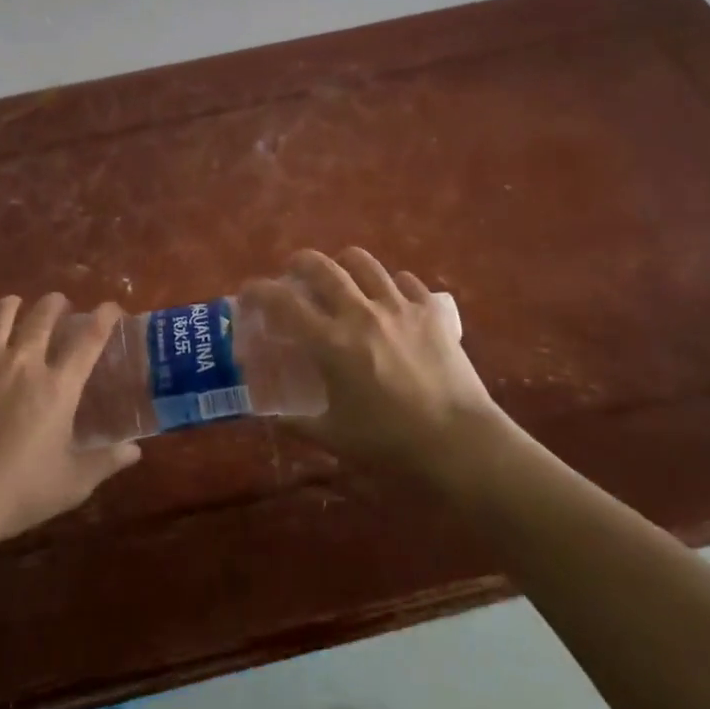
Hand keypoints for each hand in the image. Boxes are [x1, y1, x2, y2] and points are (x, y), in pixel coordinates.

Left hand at [0, 294, 140, 540]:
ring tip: (16, 307)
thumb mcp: (72, 483)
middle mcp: (24, 364)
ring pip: (0, 315)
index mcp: (58, 386)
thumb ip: (106, 462)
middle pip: (43, 315)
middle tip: (59, 305)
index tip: (111, 307)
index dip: (104, 317)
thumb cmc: (20, 492)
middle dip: (55, 303)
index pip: (89, 339)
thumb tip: (135, 451)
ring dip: (13, 306)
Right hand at [245, 248, 508, 483]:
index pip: (282, 301)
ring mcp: (399, 306)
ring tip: (342, 278)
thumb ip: (296, 420)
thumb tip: (269, 413)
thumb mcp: (334, 437)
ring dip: (343, 264)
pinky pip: (405, 280)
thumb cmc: (391, 445)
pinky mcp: (431, 311)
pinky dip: (390, 284)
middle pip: (321, 266)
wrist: (461, 445)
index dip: (258, 290)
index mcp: (331, 342)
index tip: (248, 292)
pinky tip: (390, 300)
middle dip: (298, 263)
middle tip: (294, 275)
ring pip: (363, 262)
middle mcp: (360, 312)